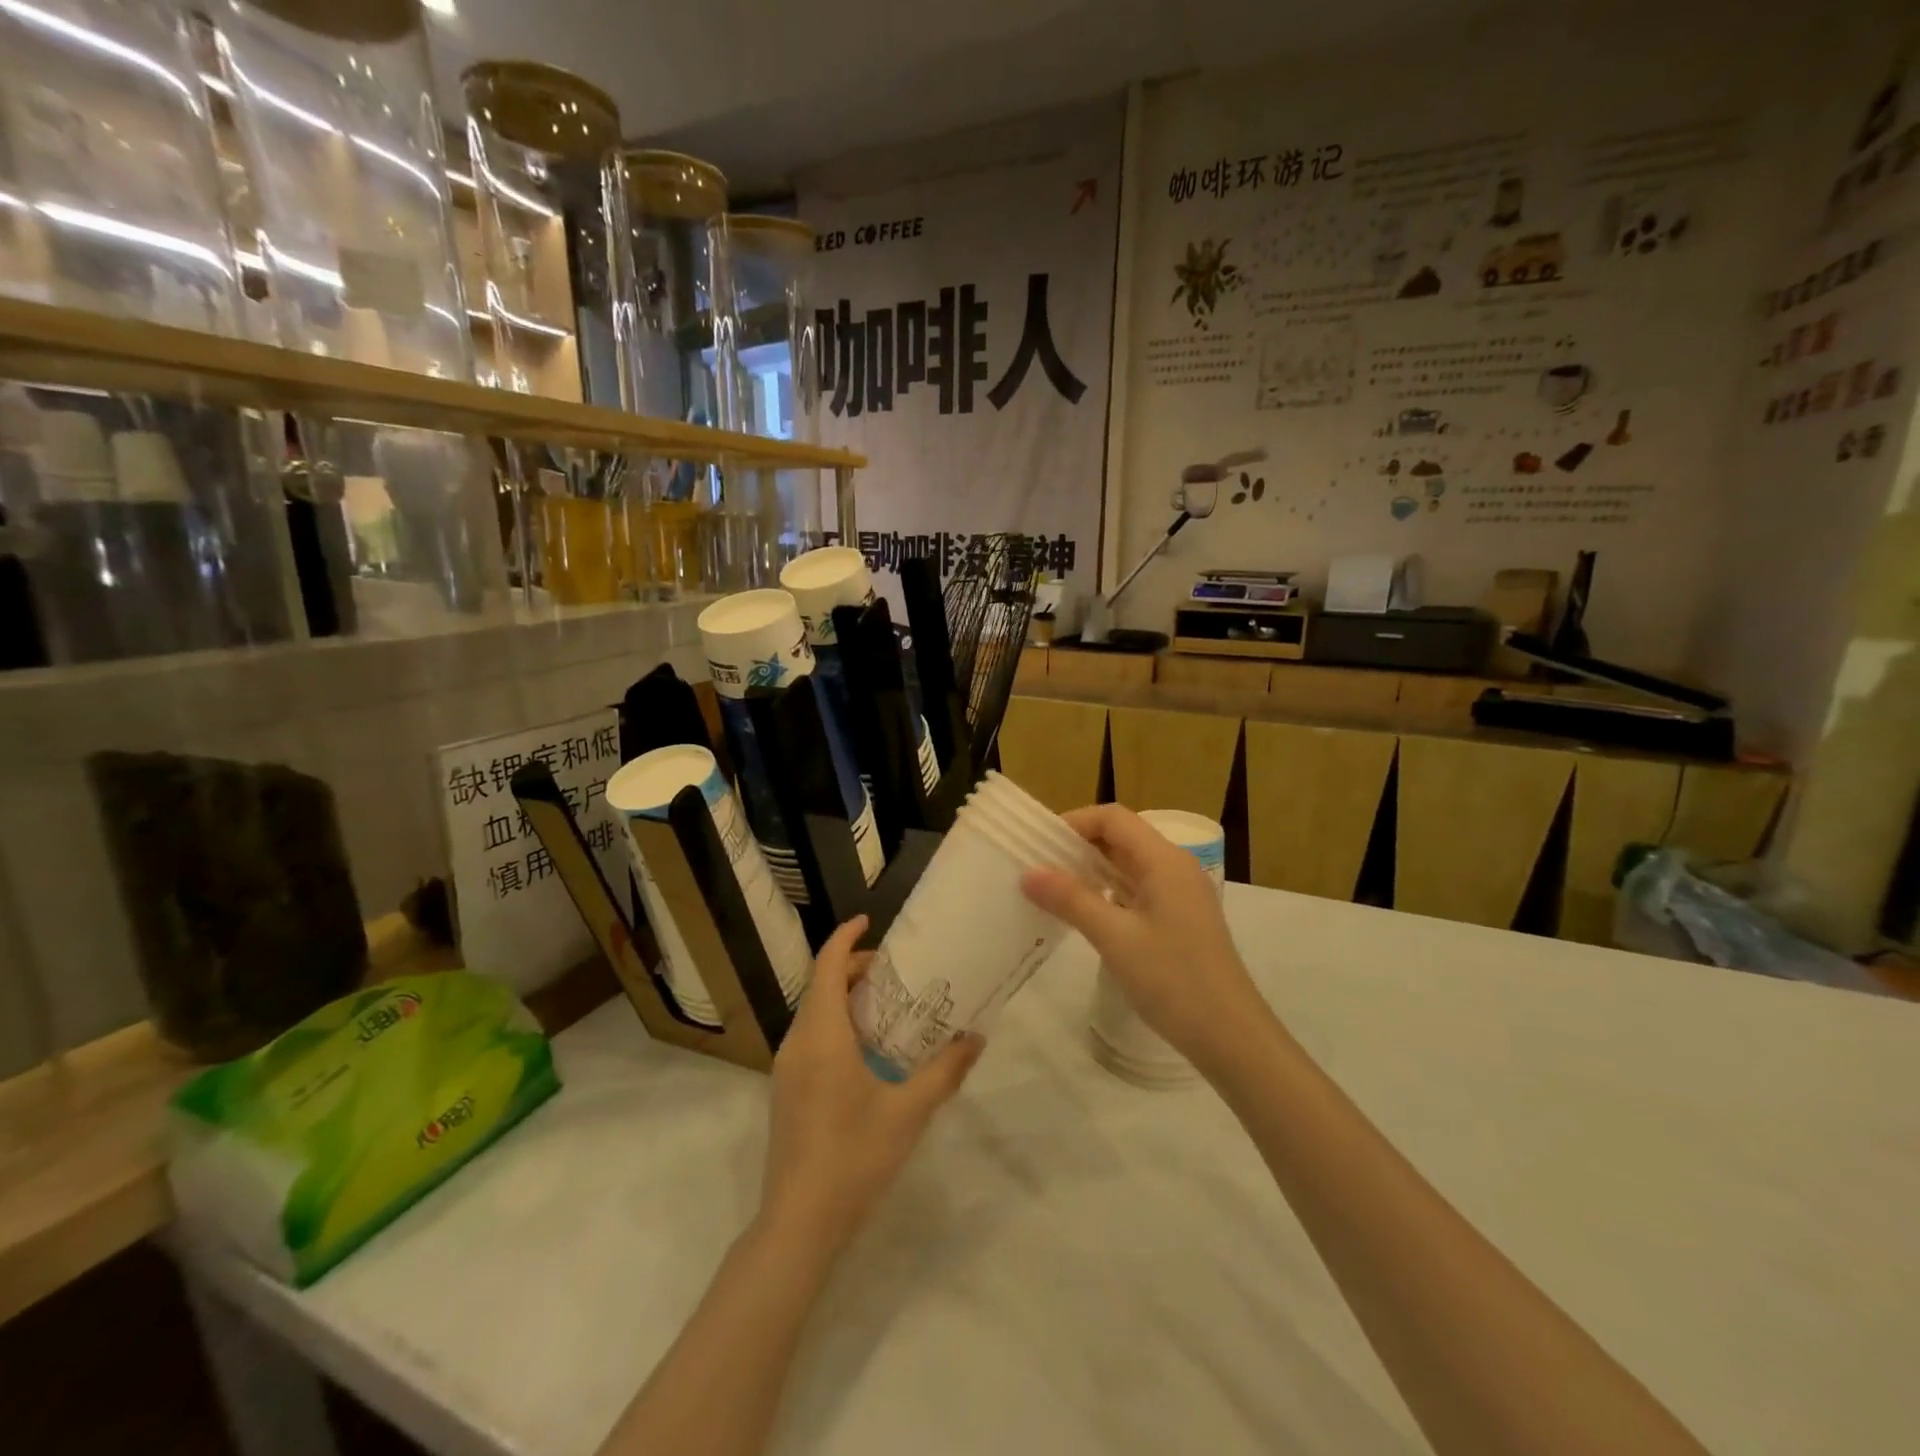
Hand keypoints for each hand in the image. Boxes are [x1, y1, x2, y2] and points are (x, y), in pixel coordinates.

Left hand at [761, 916, 982, 1253]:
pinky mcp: (786, 1090)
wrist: (799, 1223)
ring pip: (813, 1012)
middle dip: (851, 967)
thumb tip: (976, 1038)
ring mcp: (786, 1068)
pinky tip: (866, 1048)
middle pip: (819, 985)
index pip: (826, 967)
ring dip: (842, 996)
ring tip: (886, 1003)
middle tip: (894, 969)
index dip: (845, 938)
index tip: (869, 921)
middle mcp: (797, 1043)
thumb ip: (945, 1071)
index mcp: (822, 1036)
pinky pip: (810, 1036)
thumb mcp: (909, 1112)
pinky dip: (834, 1022)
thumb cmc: (854, 1157)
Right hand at [1021, 804, 1268, 1068]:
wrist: (1230, 1036)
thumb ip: (1071, 899)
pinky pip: (1136, 890)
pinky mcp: (1179, 919)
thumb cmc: (1173, 979)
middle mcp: (1174, 868)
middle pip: (1121, 838)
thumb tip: (1029, 872)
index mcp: (1164, 861)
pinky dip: (1107, 893)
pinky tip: (1082, 913)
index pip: (1113, 819)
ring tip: (1050, 888)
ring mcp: (1179, 894)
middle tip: (1036, 866)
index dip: (1074, 823)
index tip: (1038, 844)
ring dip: (1091, 871)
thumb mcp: (1115, 938)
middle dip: (1078, 846)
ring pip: (1128, 866)